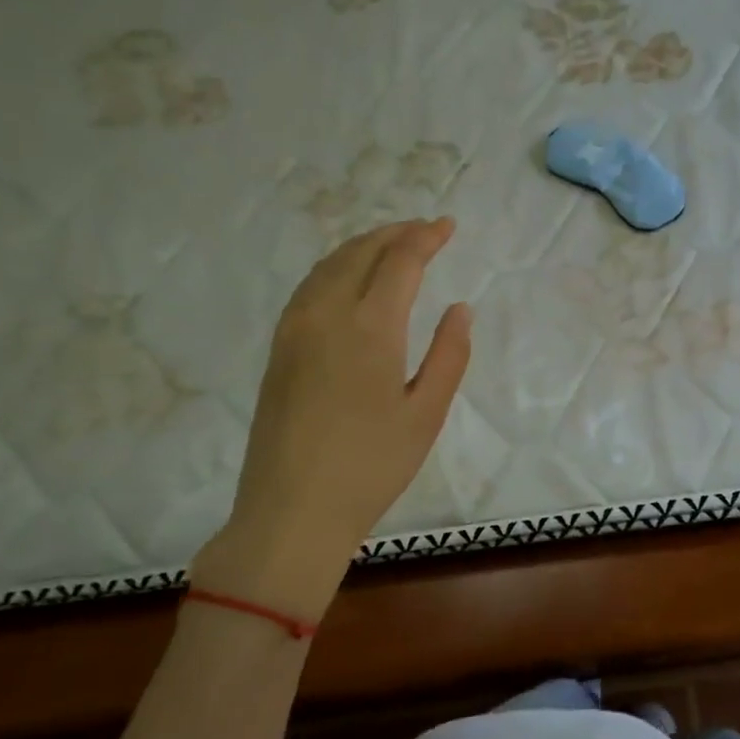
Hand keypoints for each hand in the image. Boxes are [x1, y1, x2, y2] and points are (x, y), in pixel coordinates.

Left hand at [191, 218, 471, 620]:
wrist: (291, 512)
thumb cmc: (371, 467)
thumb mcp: (426, 414)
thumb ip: (449, 355)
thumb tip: (459, 308)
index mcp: (369, 328)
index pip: (400, 261)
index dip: (426, 237)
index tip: (448, 226)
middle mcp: (326, 314)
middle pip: (361, 252)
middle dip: (396, 233)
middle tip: (425, 230)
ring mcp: (295, 329)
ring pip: (329, 264)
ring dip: (364, 245)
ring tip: (392, 245)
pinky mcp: (279, 348)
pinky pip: (310, 286)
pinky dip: (337, 266)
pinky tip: (350, 278)